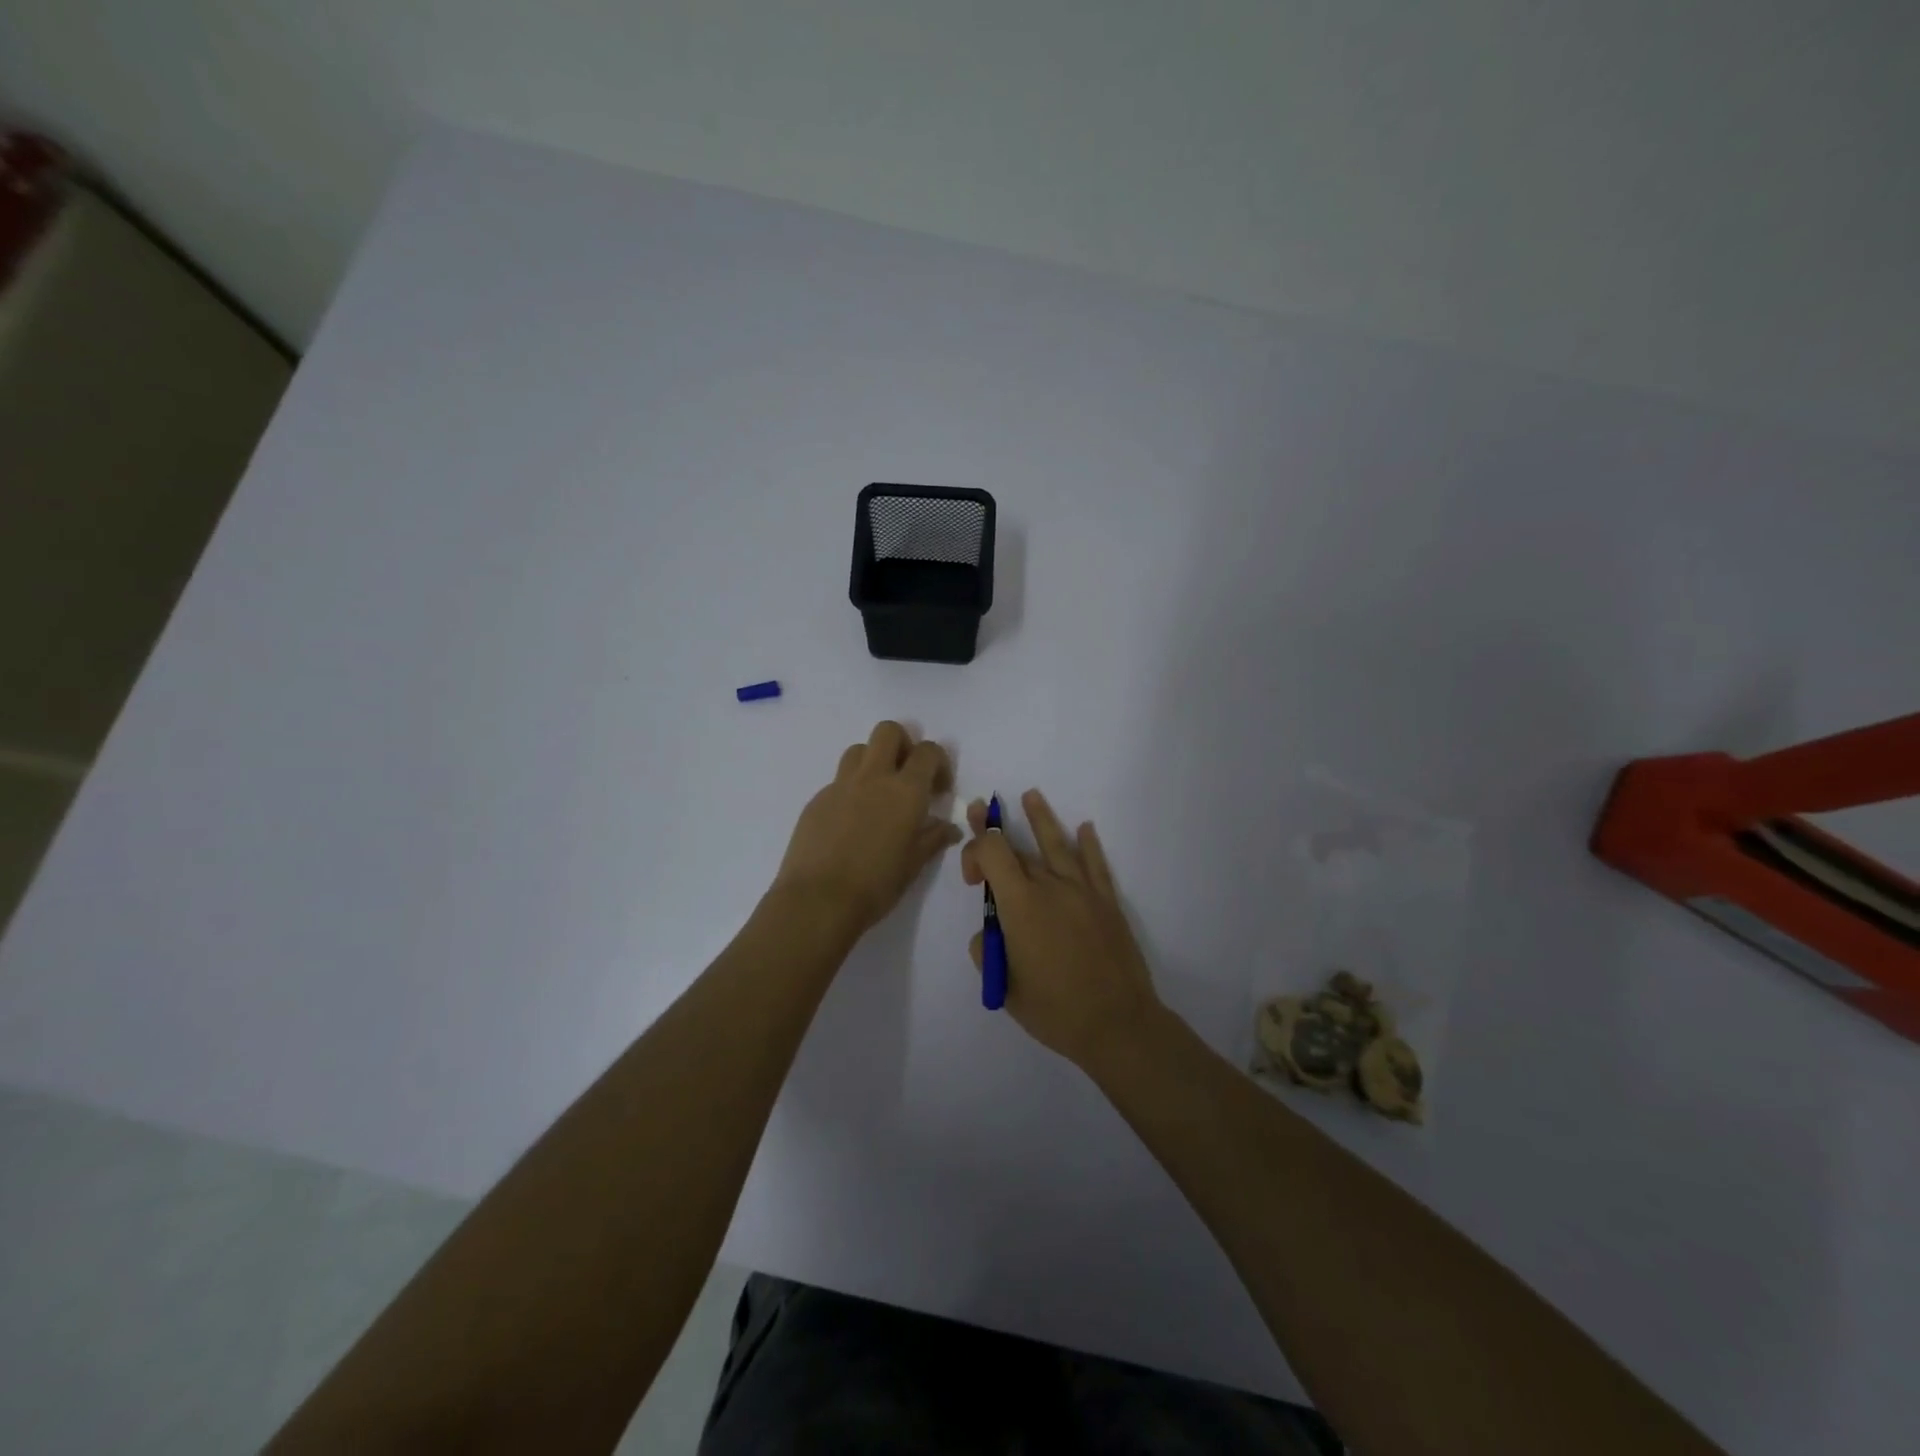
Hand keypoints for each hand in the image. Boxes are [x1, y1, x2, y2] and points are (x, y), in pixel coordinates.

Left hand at [772, 722, 962, 936]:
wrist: (818, 900)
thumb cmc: (876, 884)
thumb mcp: (914, 864)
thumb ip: (933, 838)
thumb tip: (949, 827)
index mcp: (905, 791)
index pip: (928, 751)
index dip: (939, 763)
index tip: (938, 790)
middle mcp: (873, 777)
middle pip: (889, 731)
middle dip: (903, 744)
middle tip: (907, 776)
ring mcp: (840, 786)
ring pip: (859, 750)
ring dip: (874, 761)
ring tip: (878, 795)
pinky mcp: (816, 800)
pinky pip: (838, 781)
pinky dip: (851, 790)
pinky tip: (851, 822)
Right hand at [961, 789, 1161, 1068]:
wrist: (1117, 1023)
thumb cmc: (1055, 1009)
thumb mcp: (1004, 987)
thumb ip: (988, 953)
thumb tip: (990, 935)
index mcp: (1021, 904)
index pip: (992, 852)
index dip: (974, 852)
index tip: (972, 880)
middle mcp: (1050, 887)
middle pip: (1018, 847)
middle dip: (994, 829)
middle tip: (981, 808)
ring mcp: (1083, 891)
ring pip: (1057, 845)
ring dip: (1041, 818)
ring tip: (1031, 795)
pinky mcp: (1107, 903)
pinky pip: (1096, 865)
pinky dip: (1089, 845)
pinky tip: (1085, 829)